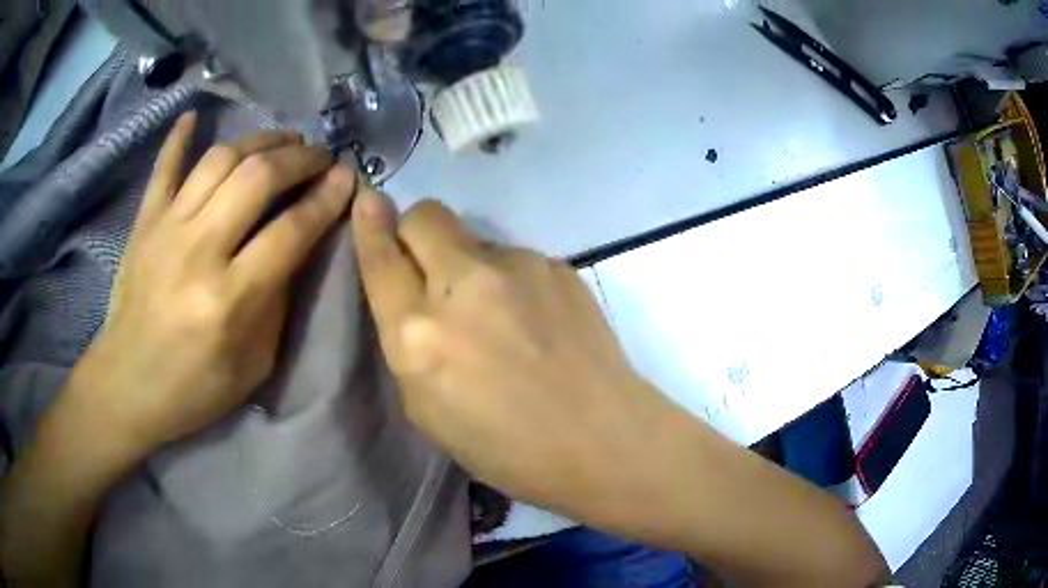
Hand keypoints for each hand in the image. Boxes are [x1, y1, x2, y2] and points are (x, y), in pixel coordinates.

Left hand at [83, 112, 356, 450]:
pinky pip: (164, 168)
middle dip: (299, 158)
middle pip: (256, 178)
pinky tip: (194, 115)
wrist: (126, 386)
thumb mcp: (254, 364)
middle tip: (319, 156)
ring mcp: (166, 229)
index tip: (348, 177)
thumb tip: (299, 245)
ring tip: (282, 142)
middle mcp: (198, 252)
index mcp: (230, 300)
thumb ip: (278, 302)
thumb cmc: (194, 388)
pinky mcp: (144, 223)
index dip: (326, 199)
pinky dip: (179, 138)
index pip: (290, 231)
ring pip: (219, 160)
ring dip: (259, 141)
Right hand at [351, 189, 677, 518]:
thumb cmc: (507, 448)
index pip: (381, 258)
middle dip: (415, 231)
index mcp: (418, 335)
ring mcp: (516, 267)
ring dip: (469, 265)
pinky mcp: (556, 264)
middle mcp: (462, 286)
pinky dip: (510, 281)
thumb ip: (409, 344)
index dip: (368, 225)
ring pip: (473, 238)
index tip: (366, 201)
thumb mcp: (428, 410)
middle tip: (430, 268)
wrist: (602, 438)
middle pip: (425, 215)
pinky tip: (536, 320)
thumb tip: (412, 294)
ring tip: (500, 315)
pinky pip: (515, 259)